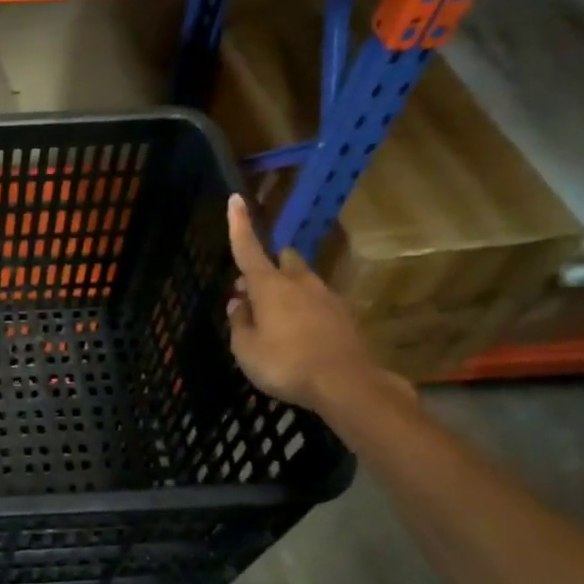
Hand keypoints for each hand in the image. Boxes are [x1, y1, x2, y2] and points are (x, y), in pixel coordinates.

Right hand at [225, 195, 382, 412]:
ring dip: (288, 291)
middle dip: (269, 267)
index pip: (248, 249)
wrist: (346, 385)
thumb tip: (238, 303)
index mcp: (269, 286)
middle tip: (254, 293)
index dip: (239, 225)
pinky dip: (306, 312)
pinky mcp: (345, 316)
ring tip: (277, 320)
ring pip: (303, 281)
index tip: (236, 199)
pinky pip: (319, 304)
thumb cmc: (285, 364)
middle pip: (283, 260)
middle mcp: (299, 283)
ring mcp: (326, 298)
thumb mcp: (246, 349)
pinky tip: (301, 337)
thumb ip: (239, 323)